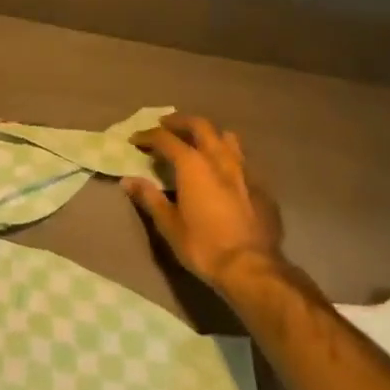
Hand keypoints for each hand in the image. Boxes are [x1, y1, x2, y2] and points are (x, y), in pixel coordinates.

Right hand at [124, 114, 284, 293]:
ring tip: (198, 141)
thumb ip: (149, 198)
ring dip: (209, 133)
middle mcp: (220, 159)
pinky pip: (242, 159)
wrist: (252, 267)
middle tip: (165, 125)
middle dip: (180, 122)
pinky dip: (227, 156)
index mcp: (194, 166)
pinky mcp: (262, 186)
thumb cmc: (203, 246)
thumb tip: (128, 181)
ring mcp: (245, 170)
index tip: (136, 139)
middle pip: (201, 126)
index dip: (148, 136)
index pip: (167, 139)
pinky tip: (223, 171)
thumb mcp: (169, 225)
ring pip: (227, 137)